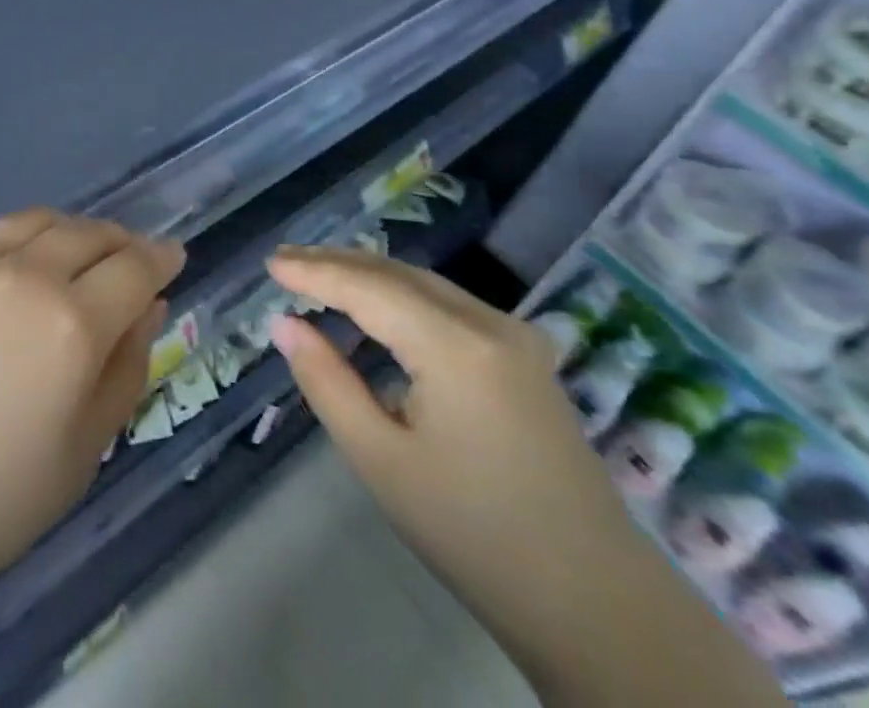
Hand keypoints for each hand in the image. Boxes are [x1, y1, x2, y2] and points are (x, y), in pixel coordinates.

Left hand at [0, 209, 185, 604]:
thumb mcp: (87, 446)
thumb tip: (149, 306)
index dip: (160, 258)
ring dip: (65, 229)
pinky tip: (7, 264)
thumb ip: (127, 366)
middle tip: (128, 256)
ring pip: (31, 221)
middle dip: (118, 240)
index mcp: (72, 323)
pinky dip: (7, 241)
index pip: (134, 267)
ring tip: (72, 249)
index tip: (173, 256)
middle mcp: (22, 276)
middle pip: (86, 233)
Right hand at [264, 247, 643, 648]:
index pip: (368, 287)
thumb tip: (284, 324)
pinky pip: (448, 305)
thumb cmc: (474, 535)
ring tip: (317, 276)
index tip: (270, 264)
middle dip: (338, 263)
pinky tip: (375, 308)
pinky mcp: (526, 356)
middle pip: (398, 274)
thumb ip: (327, 382)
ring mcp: (516, 337)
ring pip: (424, 284)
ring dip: (368, 276)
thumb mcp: (381, 461)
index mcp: (456, 346)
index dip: (314, 272)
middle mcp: (490, 323)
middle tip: (285, 263)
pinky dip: (401, 297)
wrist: (598, 605)